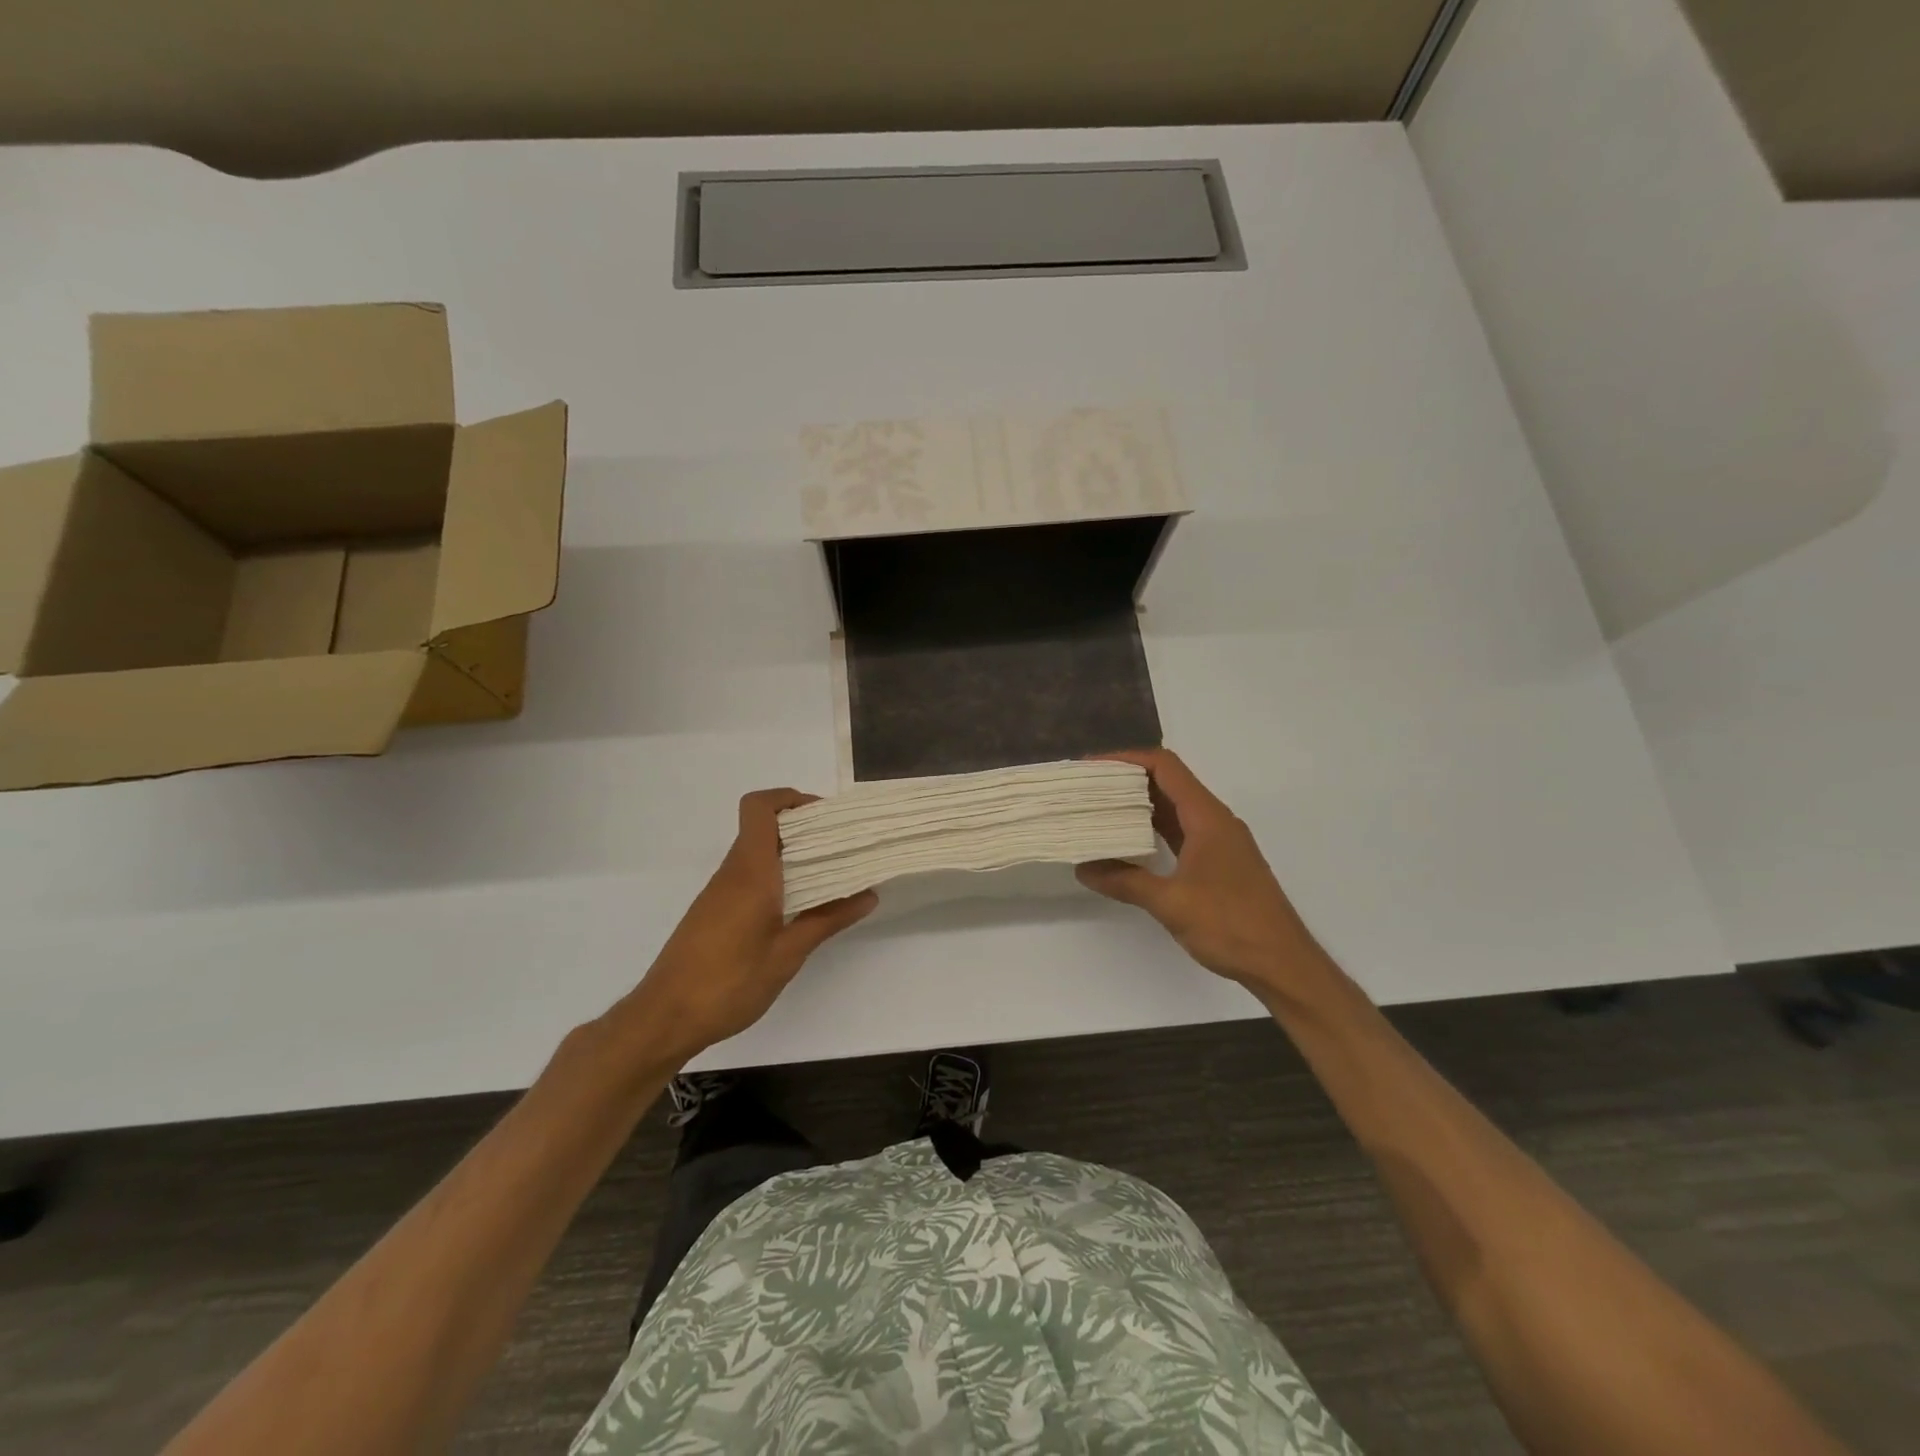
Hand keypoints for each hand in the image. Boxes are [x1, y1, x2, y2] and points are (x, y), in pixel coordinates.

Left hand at [633, 789, 876, 1059]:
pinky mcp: (713, 912)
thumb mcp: (787, 955)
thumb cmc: (728, 984)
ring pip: (756, 853)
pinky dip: (776, 877)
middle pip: (763, 827)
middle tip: (841, 846)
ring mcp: (719, 893)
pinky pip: (749, 877)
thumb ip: (827, 920)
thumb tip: (868, 895)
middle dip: (803, 828)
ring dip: (790, 855)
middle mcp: (732, 873)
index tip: (825, 818)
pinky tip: (798, 906)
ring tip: (830, 876)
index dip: (791, 799)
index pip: (760, 808)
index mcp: (751, 873)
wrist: (664, 1019)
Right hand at [1076, 749, 1325, 1002]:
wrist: (1283, 963)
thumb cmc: (1230, 925)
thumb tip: (1083, 868)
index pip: (1165, 767)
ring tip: (1100, 809)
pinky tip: (1129, 842)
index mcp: (1207, 817)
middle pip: (1168, 783)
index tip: (1092, 768)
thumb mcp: (1170, 903)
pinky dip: (1154, 830)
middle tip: (1088, 788)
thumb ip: (1125, 881)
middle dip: (1127, 780)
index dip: (1127, 759)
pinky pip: (1181, 832)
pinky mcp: (1219, 863)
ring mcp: (1219, 842)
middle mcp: (1215, 821)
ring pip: (1175, 809)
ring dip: (1139, 806)